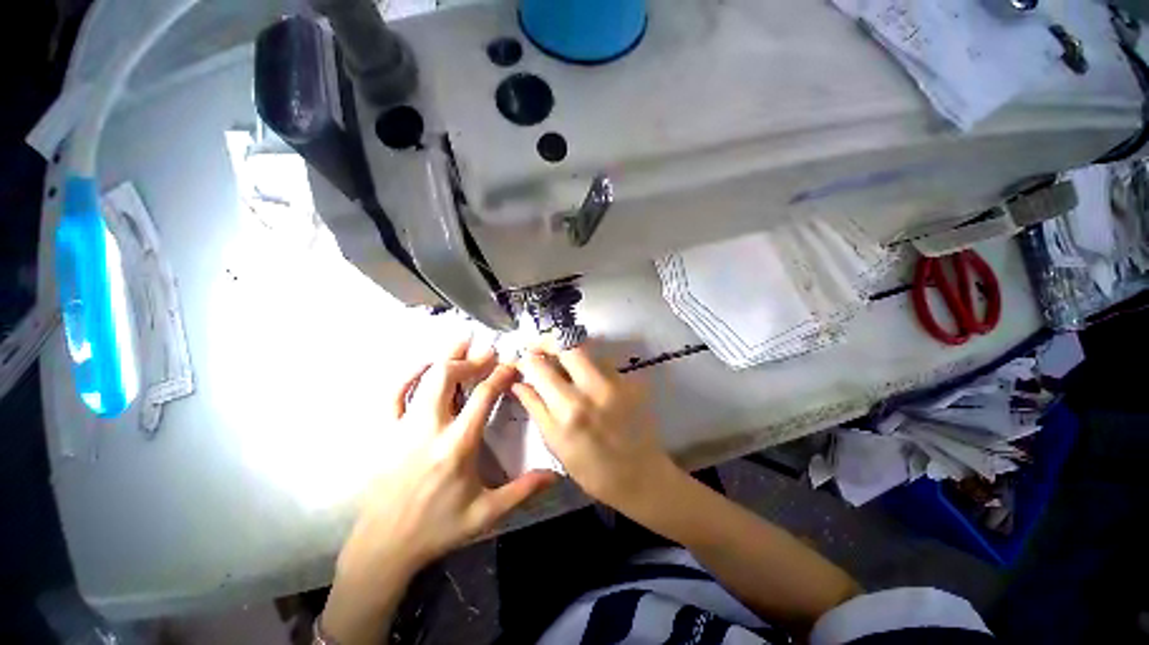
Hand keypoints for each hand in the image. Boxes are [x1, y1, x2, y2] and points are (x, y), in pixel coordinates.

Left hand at [337, 339, 556, 581]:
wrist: (385, 547)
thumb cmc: (438, 528)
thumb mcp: (486, 514)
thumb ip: (522, 490)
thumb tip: (555, 474)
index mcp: (457, 445)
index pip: (482, 397)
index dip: (499, 375)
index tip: (511, 364)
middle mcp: (429, 428)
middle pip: (448, 377)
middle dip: (470, 359)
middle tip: (487, 351)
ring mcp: (403, 428)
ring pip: (423, 379)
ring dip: (444, 357)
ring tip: (462, 340)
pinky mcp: (385, 432)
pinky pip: (393, 394)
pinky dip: (408, 374)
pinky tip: (423, 364)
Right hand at [513, 344, 675, 512]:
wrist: (640, 476)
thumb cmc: (591, 469)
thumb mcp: (555, 443)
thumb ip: (535, 407)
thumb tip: (519, 383)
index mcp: (569, 409)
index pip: (540, 367)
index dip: (526, 359)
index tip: (522, 360)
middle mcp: (593, 388)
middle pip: (567, 345)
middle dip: (548, 341)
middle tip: (539, 348)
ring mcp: (616, 382)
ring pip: (588, 349)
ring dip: (569, 351)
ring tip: (560, 362)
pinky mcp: (631, 381)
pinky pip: (603, 362)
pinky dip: (588, 364)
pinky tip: (585, 377)